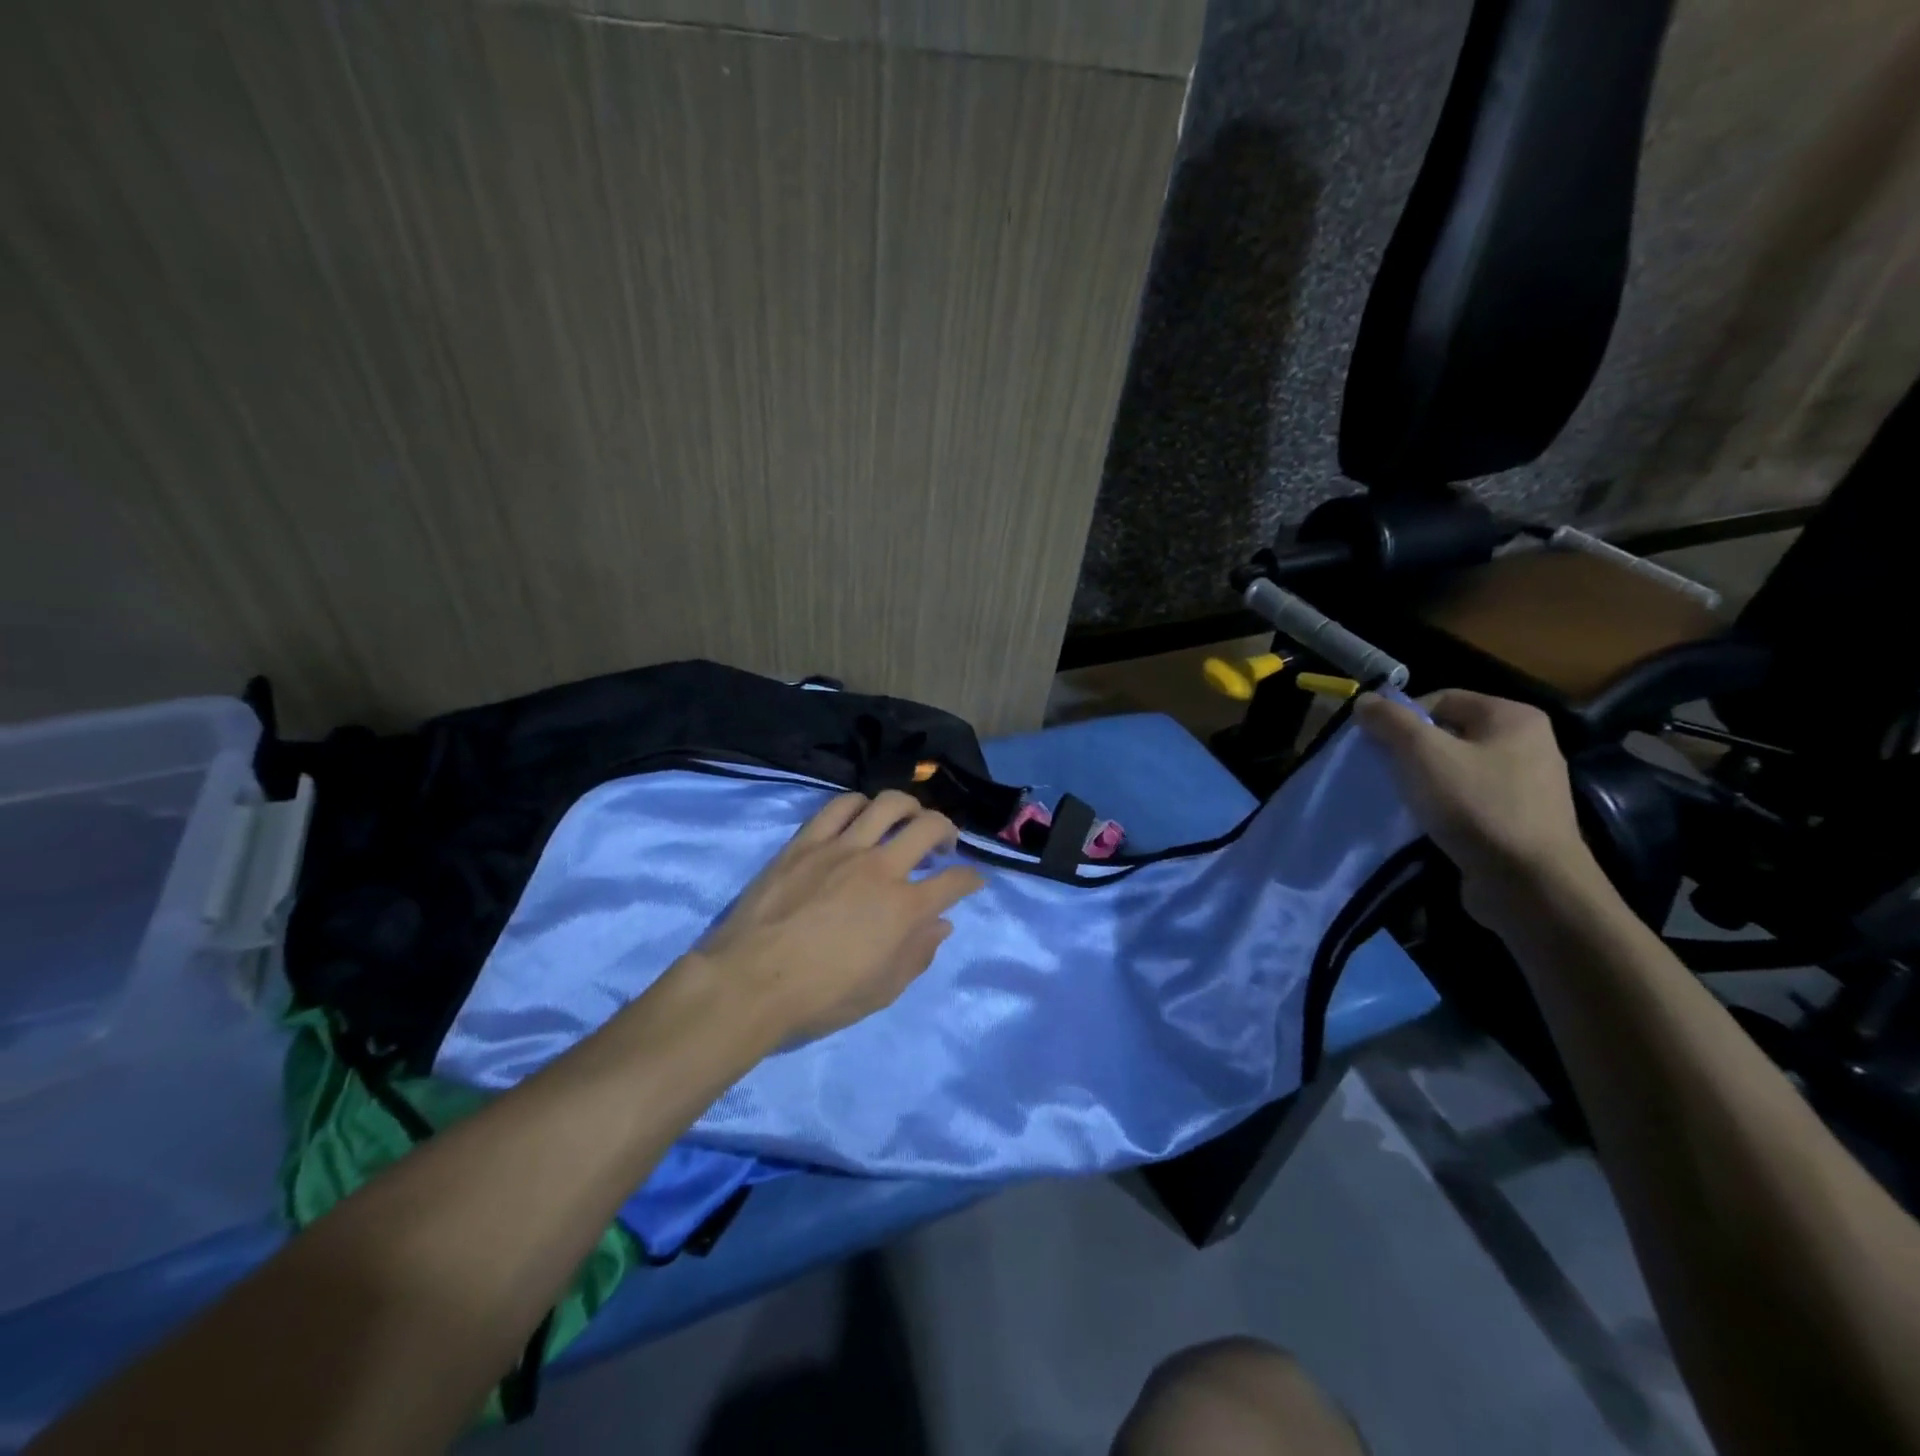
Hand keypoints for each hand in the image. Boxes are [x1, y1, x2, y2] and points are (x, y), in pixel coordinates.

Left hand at [689, 790, 984, 1045]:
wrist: (750, 982)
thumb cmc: (820, 997)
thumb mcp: (881, 991)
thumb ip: (917, 954)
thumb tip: (942, 924)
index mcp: (904, 908)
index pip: (954, 882)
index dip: (971, 879)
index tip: (972, 880)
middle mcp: (881, 868)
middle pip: (929, 827)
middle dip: (947, 830)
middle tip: (944, 844)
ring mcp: (842, 849)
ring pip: (888, 805)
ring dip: (909, 807)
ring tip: (908, 818)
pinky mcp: (807, 841)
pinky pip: (840, 806)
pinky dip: (860, 804)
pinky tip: (863, 814)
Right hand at [1354, 689, 1602, 929]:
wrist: (1528, 883)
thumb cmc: (1476, 806)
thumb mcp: (1423, 754)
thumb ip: (1390, 721)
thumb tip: (1365, 700)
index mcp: (1513, 717)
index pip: (1442, 698)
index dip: (1402, 717)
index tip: (1377, 745)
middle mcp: (1528, 743)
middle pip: (1449, 733)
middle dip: (1411, 751)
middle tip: (1385, 771)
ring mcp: (1528, 784)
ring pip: (1456, 768)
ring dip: (1424, 780)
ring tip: (1402, 799)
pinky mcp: (1520, 820)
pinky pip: (1469, 799)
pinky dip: (1443, 806)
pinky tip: (1426, 822)